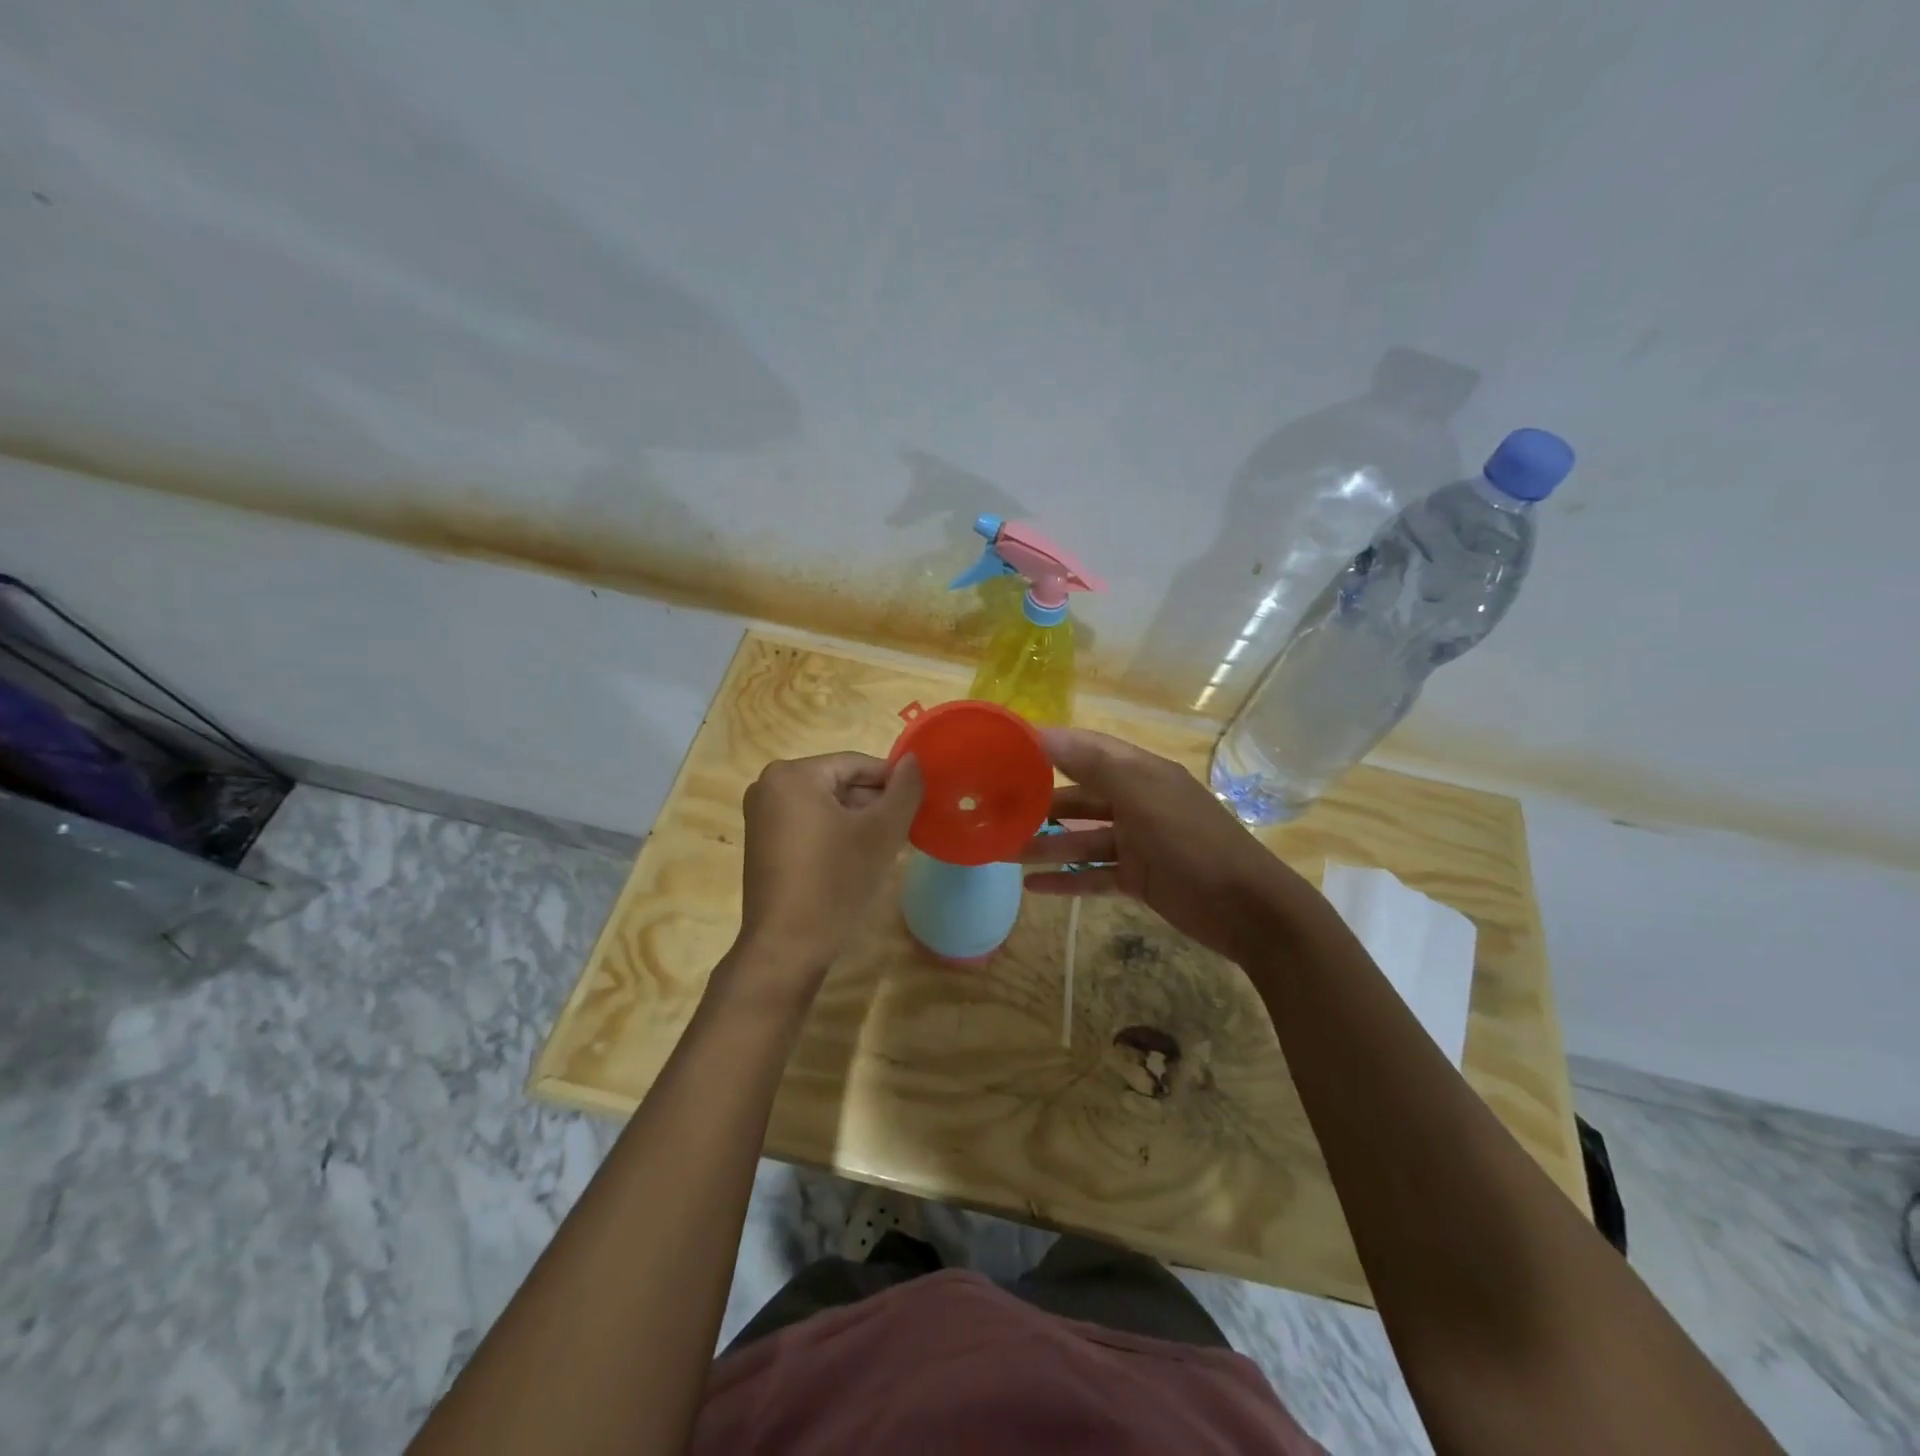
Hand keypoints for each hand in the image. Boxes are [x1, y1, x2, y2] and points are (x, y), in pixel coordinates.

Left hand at [731, 752, 923, 993]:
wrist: (787, 947)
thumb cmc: (835, 882)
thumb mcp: (881, 832)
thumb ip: (904, 790)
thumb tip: (913, 761)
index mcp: (794, 774)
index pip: (858, 764)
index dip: (893, 783)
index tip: (918, 807)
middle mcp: (769, 785)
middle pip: (839, 783)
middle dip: (874, 804)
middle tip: (904, 831)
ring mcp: (761, 816)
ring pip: (826, 806)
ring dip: (857, 821)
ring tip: (885, 848)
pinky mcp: (762, 843)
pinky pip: (809, 824)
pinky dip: (835, 835)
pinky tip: (856, 860)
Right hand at [1020, 728, 1304, 962]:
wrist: (1247, 908)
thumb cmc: (1192, 842)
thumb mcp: (1142, 794)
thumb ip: (1092, 764)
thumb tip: (1042, 733)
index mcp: (1140, 773)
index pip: (1085, 749)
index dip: (1047, 746)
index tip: (1004, 750)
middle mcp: (1137, 801)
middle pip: (1078, 797)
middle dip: (1038, 804)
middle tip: (995, 811)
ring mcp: (1138, 842)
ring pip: (1081, 840)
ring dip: (1045, 846)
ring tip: (1003, 854)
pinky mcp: (1139, 878)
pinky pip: (1093, 875)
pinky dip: (1065, 881)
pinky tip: (1033, 887)